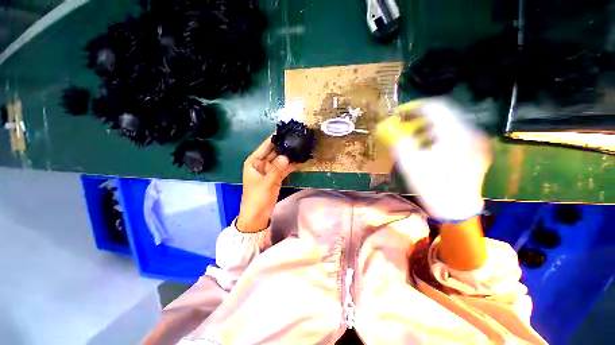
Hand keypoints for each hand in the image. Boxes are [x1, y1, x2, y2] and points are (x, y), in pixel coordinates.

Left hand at [236, 136, 298, 232]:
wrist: (257, 216)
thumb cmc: (256, 198)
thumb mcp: (266, 183)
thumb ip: (276, 169)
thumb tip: (287, 156)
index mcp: (254, 161)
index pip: (265, 146)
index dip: (275, 138)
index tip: (286, 131)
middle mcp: (262, 163)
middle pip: (274, 152)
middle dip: (285, 146)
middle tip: (297, 138)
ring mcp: (270, 170)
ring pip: (281, 160)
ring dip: (289, 155)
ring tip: (301, 147)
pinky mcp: (276, 177)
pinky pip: (284, 168)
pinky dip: (291, 165)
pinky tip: (300, 160)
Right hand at [379, 99, 491, 220]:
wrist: (457, 209)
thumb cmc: (432, 187)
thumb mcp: (410, 163)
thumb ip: (397, 141)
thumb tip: (384, 126)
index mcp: (453, 133)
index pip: (433, 106)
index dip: (413, 107)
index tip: (398, 115)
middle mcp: (467, 132)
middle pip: (440, 115)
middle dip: (418, 120)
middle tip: (402, 130)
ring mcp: (474, 142)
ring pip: (447, 126)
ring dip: (426, 129)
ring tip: (413, 142)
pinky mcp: (474, 151)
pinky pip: (453, 136)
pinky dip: (436, 137)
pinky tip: (427, 151)